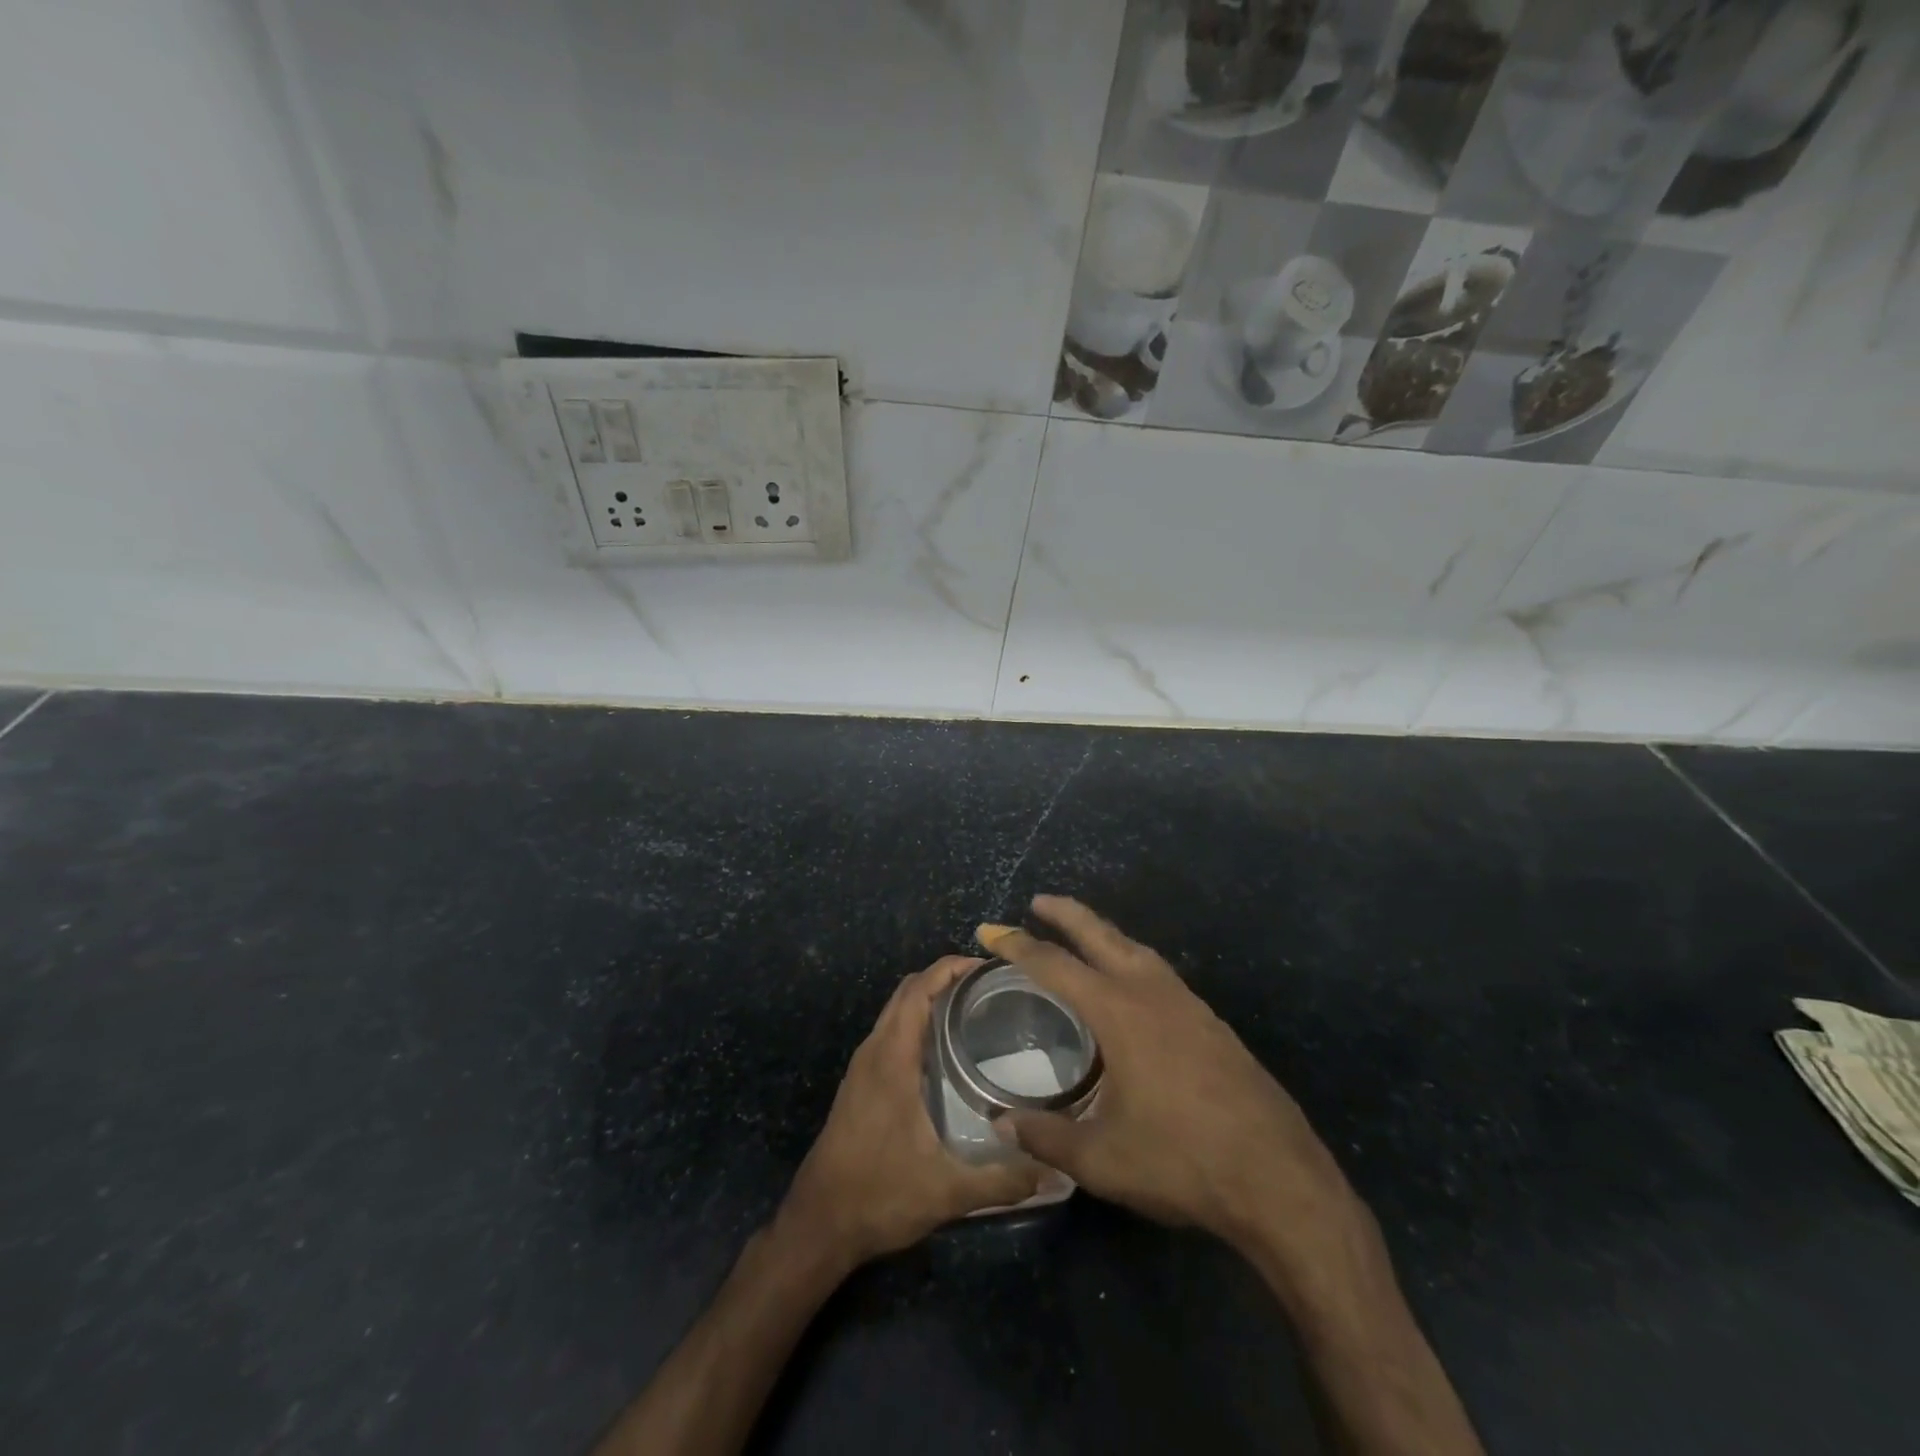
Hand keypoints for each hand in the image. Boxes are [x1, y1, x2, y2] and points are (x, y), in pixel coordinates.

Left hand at [776, 956, 1044, 1269]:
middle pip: (907, 991)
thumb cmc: (878, 1196)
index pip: (919, 990)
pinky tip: (945, 1050)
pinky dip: (916, 1021)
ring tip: (974, 1009)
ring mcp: (863, 1066)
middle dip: (945, 978)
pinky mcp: (860, 1083)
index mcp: (891, 1059)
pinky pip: (890, 1032)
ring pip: (895, 1010)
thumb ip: (1002, 1180)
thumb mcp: (946, 1192)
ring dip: (929, 998)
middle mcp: (874, 1051)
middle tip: (991, 987)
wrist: (818, 1224)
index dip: (950, 969)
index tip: (988, 967)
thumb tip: (1055, 1171)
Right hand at [979, 898, 1362, 1252]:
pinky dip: (1132, 960)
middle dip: (1066, 914)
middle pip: (1102, 935)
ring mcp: (1189, 1004)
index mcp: (1119, 1012)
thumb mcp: (1102, 1159)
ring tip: (1081, 936)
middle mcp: (1152, 993)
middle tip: (1038, 902)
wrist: (1278, 1178)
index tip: (989, 931)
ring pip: (1137, 949)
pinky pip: (1160, 972)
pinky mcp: (1213, 1023)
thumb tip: (1001, 1124)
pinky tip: (1132, 984)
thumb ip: (1046, 1137)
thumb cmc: (1183, 1162)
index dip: (1017, 945)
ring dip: (1104, 934)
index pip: (1055, 964)